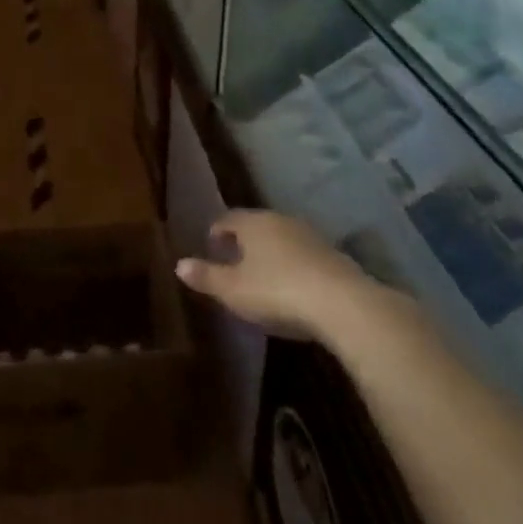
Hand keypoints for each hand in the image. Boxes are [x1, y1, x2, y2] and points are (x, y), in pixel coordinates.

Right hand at [175, 210, 390, 344]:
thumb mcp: (233, 290)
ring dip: (271, 253)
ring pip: (282, 239)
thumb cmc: (277, 291)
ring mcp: (311, 236)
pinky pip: (304, 256)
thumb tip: (178, 264)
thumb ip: (206, 277)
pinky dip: (294, 266)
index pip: (228, 218)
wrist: (343, 304)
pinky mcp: (335, 256)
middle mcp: (281, 220)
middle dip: (244, 241)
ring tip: (264, 276)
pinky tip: (295, 288)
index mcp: (253, 222)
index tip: (211, 248)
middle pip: (256, 226)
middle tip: (235, 262)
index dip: (217, 232)